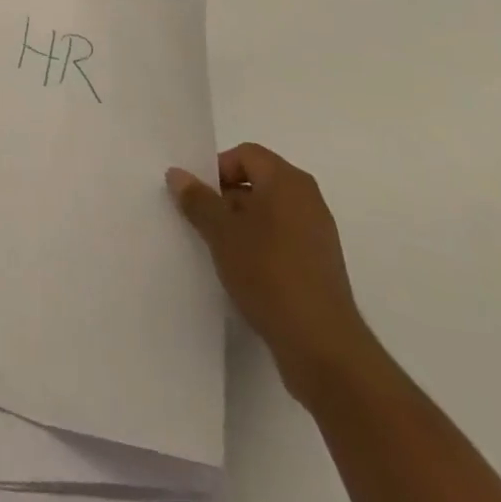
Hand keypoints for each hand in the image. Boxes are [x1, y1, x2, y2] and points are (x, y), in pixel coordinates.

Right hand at [167, 143, 372, 402]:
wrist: (323, 347)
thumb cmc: (269, 274)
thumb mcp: (221, 233)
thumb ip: (198, 200)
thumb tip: (177, 174)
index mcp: (287, 180)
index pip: (245, 154)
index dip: (217, 170)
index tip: (199, 199)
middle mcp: (307, 199)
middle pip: (257, 182)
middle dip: (227, 199)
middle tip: (203, 224)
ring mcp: (318, 234)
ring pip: (269, 214)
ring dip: (242, 226)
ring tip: (220, 252)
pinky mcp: (321, 266)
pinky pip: (283, 241)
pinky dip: (261, 248)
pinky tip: (244, 274)